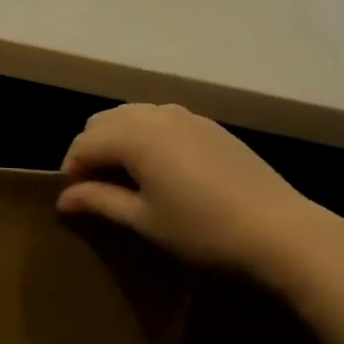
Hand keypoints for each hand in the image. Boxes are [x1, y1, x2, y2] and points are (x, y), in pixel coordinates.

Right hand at [57, 104, 343, 290]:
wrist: (279, 229)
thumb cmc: (203, 229)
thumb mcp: (145, 220)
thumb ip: (99, 201)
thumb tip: (64, 198)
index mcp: (134, 135)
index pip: (83, 143)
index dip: (71, 170)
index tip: (74, 201)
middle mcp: (155, 114)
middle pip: (104, 122)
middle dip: (92, 150)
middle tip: (96, 188)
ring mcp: (185, 115)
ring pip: (132, 116)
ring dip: (118, 140)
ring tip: (126, 178)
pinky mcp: (209, 125)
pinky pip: (161, 119)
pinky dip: (146, 136)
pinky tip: (161, 169)